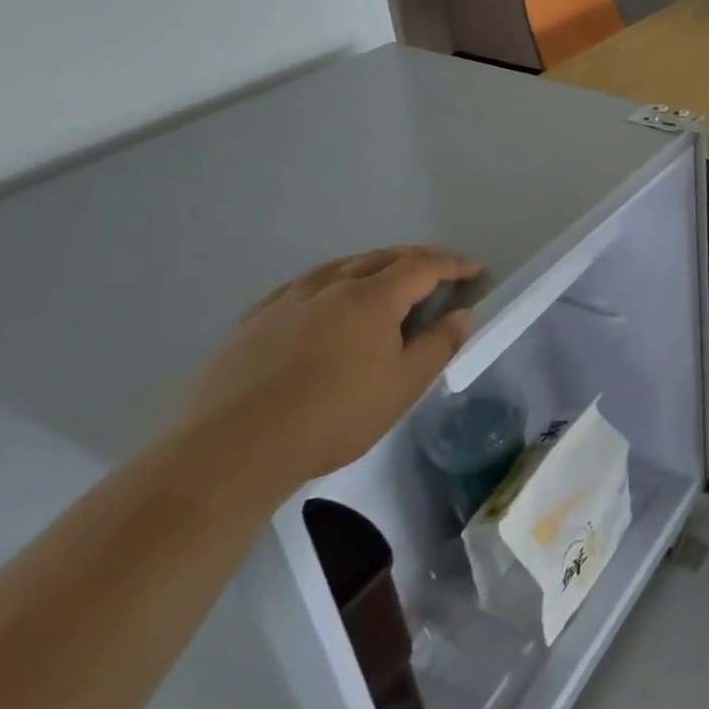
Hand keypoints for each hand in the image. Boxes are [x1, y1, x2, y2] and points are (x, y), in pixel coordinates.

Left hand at [180, 246, 482, 490]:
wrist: (232, 450)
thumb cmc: (333, 417)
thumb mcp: (403, 387)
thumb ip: (438, 345)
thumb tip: (462, 314)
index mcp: (373, 298)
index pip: (423, 267)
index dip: (453, 265)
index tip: (475, 269)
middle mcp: (333, 286)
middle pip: (383, 257)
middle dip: (418, 257)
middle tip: (440, 266)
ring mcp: (289, 300)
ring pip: (341, 265)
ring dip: (374, 263)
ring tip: (388, 273)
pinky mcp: (255, 320)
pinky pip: (303, 283)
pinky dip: (331, 278)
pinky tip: (325, 293)